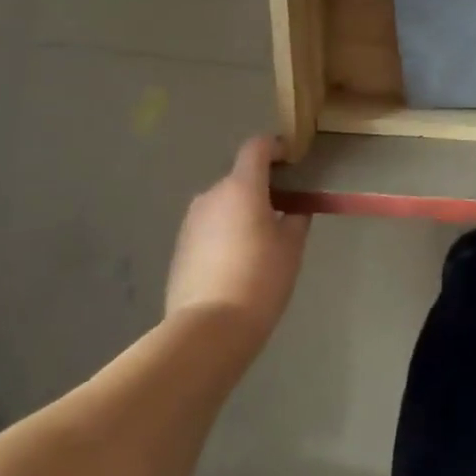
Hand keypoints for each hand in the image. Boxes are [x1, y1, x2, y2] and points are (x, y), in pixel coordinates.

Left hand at [166, 136, 309, 359]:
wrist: (210, 327)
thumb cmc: (261, 278)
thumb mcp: (292, 245)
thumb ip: (295, 217)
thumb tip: (293, 208)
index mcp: (242, 187)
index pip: (256, 147)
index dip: (276, 147)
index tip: (292, 161)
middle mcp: (212, 196)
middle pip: (240, 177)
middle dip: (262, 187)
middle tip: (284, 210)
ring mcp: (191, 221)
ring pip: (223, 204)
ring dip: (242, 210)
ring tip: (261, 239)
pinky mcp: (180, 247)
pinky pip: (209, 226)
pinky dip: (225, 231)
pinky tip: (238, 260)